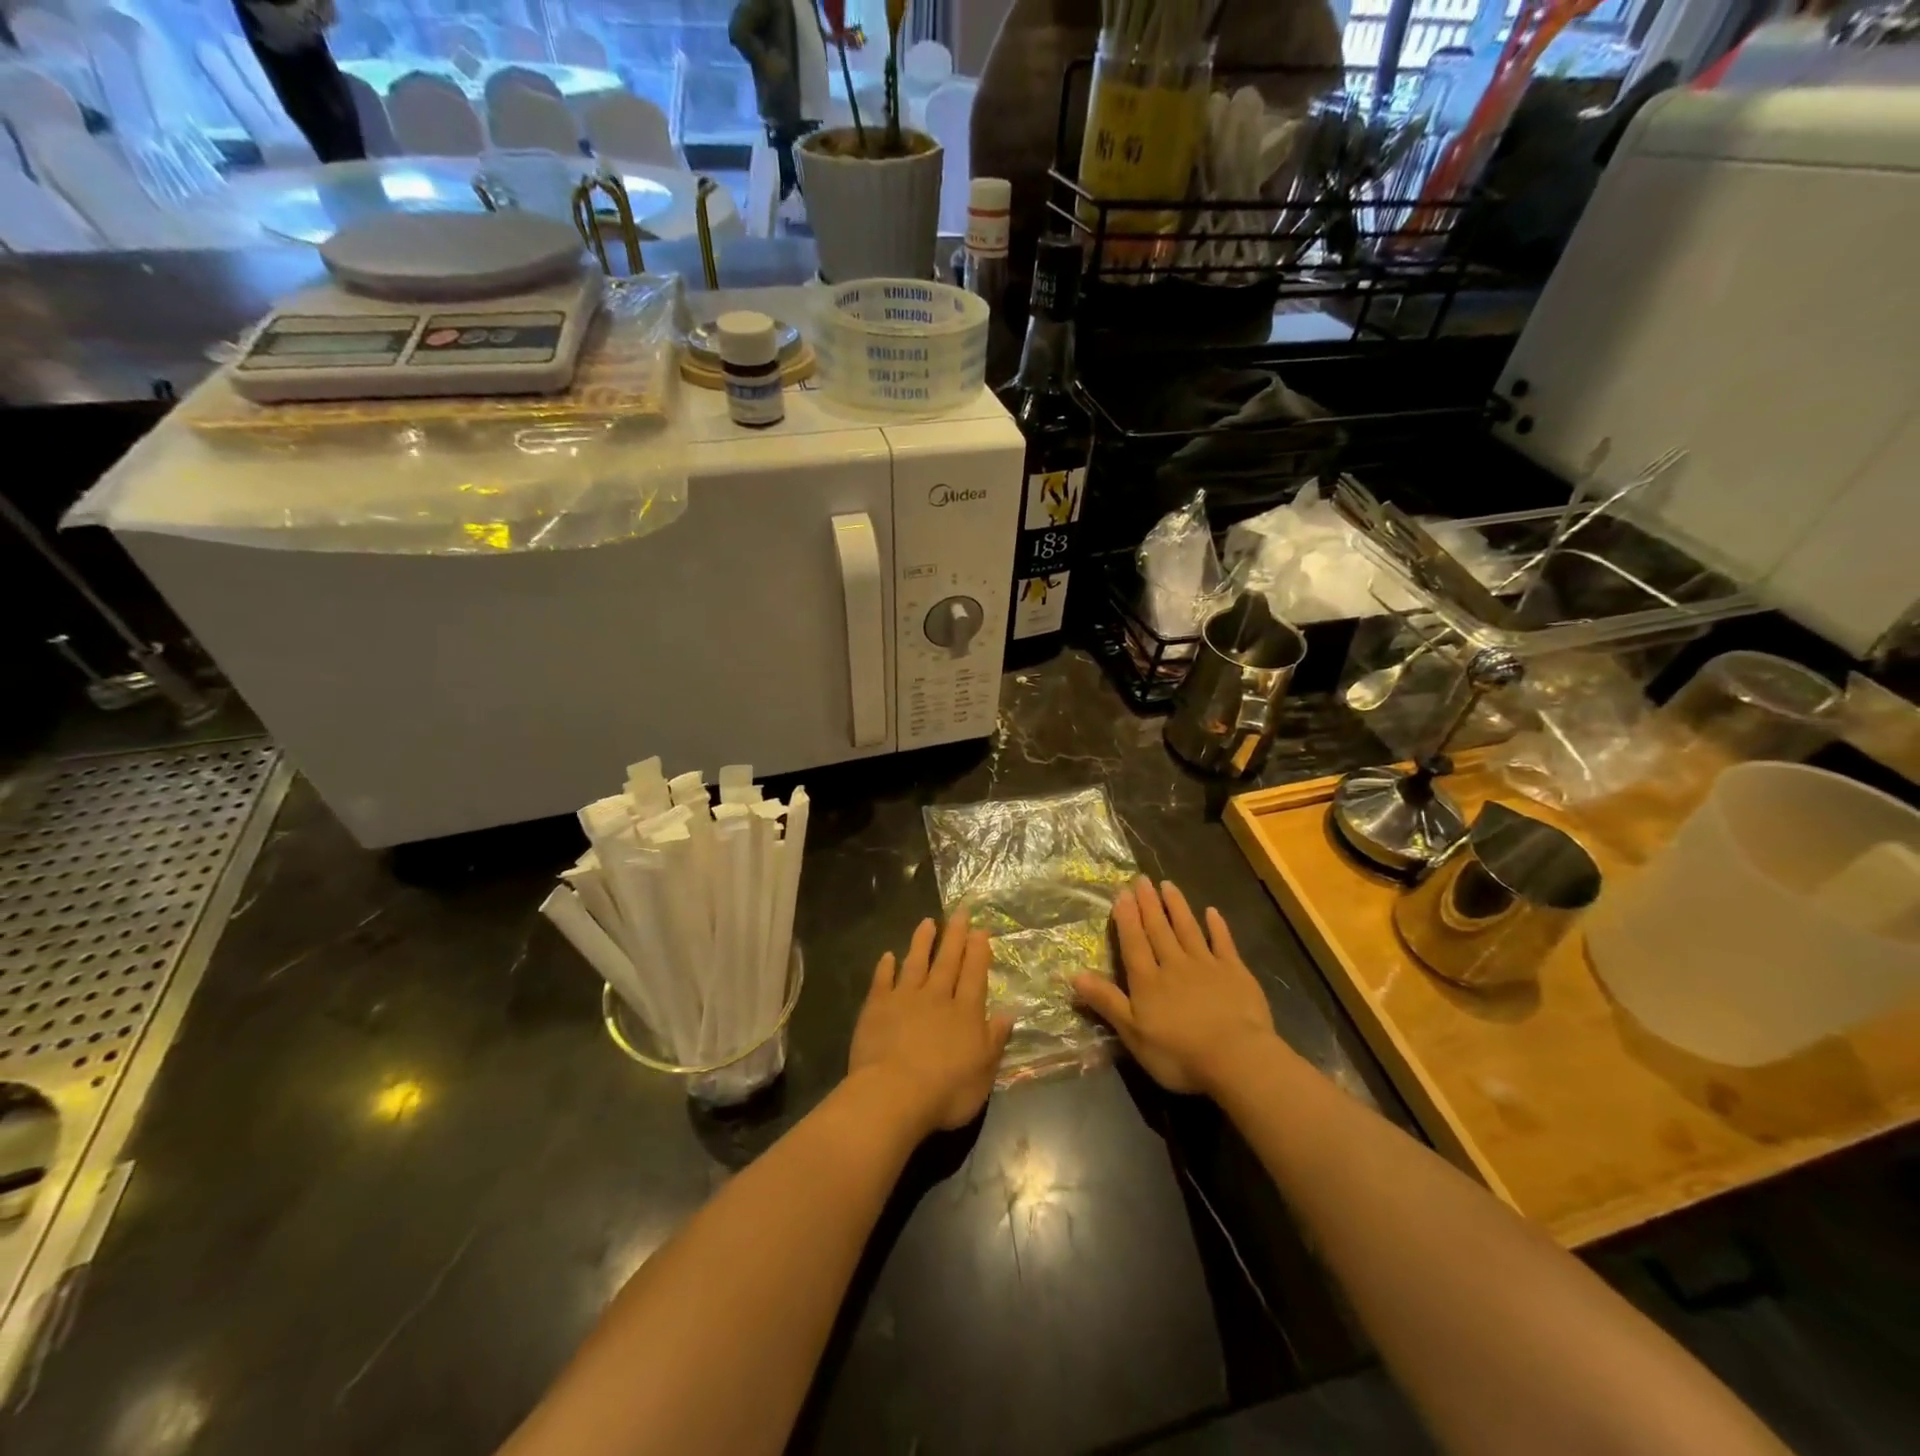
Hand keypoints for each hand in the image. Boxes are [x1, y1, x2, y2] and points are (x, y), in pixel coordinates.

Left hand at [848, 909, 1013, 1138]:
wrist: (894, 1094)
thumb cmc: (946, 1090)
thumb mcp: (984, 1071)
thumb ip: (995, 1039)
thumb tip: (1009, 1012)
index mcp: (965, 1013)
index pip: (974, 974)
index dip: (978, 951)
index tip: (980, 929)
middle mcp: (937, 997)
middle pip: (948, 961)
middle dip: (955, 935)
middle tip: (960, 911)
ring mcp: (905, 999)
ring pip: (916, 962)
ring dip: (922, 942)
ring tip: (927, 922)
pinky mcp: (877, 1007)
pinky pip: (882, 981)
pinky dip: (885, 967)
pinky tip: (887, 956)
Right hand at [1074, 877, 1276, 1096]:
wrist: (1236, 1058)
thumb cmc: (1178, 1053)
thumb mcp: (1133, 1033)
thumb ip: (1106, 1001)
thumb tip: (1073, 974)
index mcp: (1148, 980)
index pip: (1134, 942)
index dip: (1127, 918)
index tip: (1122, 893)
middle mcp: (1174, 964)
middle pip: (1159, 930)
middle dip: (1149, 904)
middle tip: (1142, 879)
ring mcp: (1207, 965)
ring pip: (1188, 929)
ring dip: (1177, 906)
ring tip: (1168, 885)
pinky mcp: (1235, 973)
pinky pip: (1223, 943)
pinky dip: (1217, 927)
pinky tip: (1212, 912)